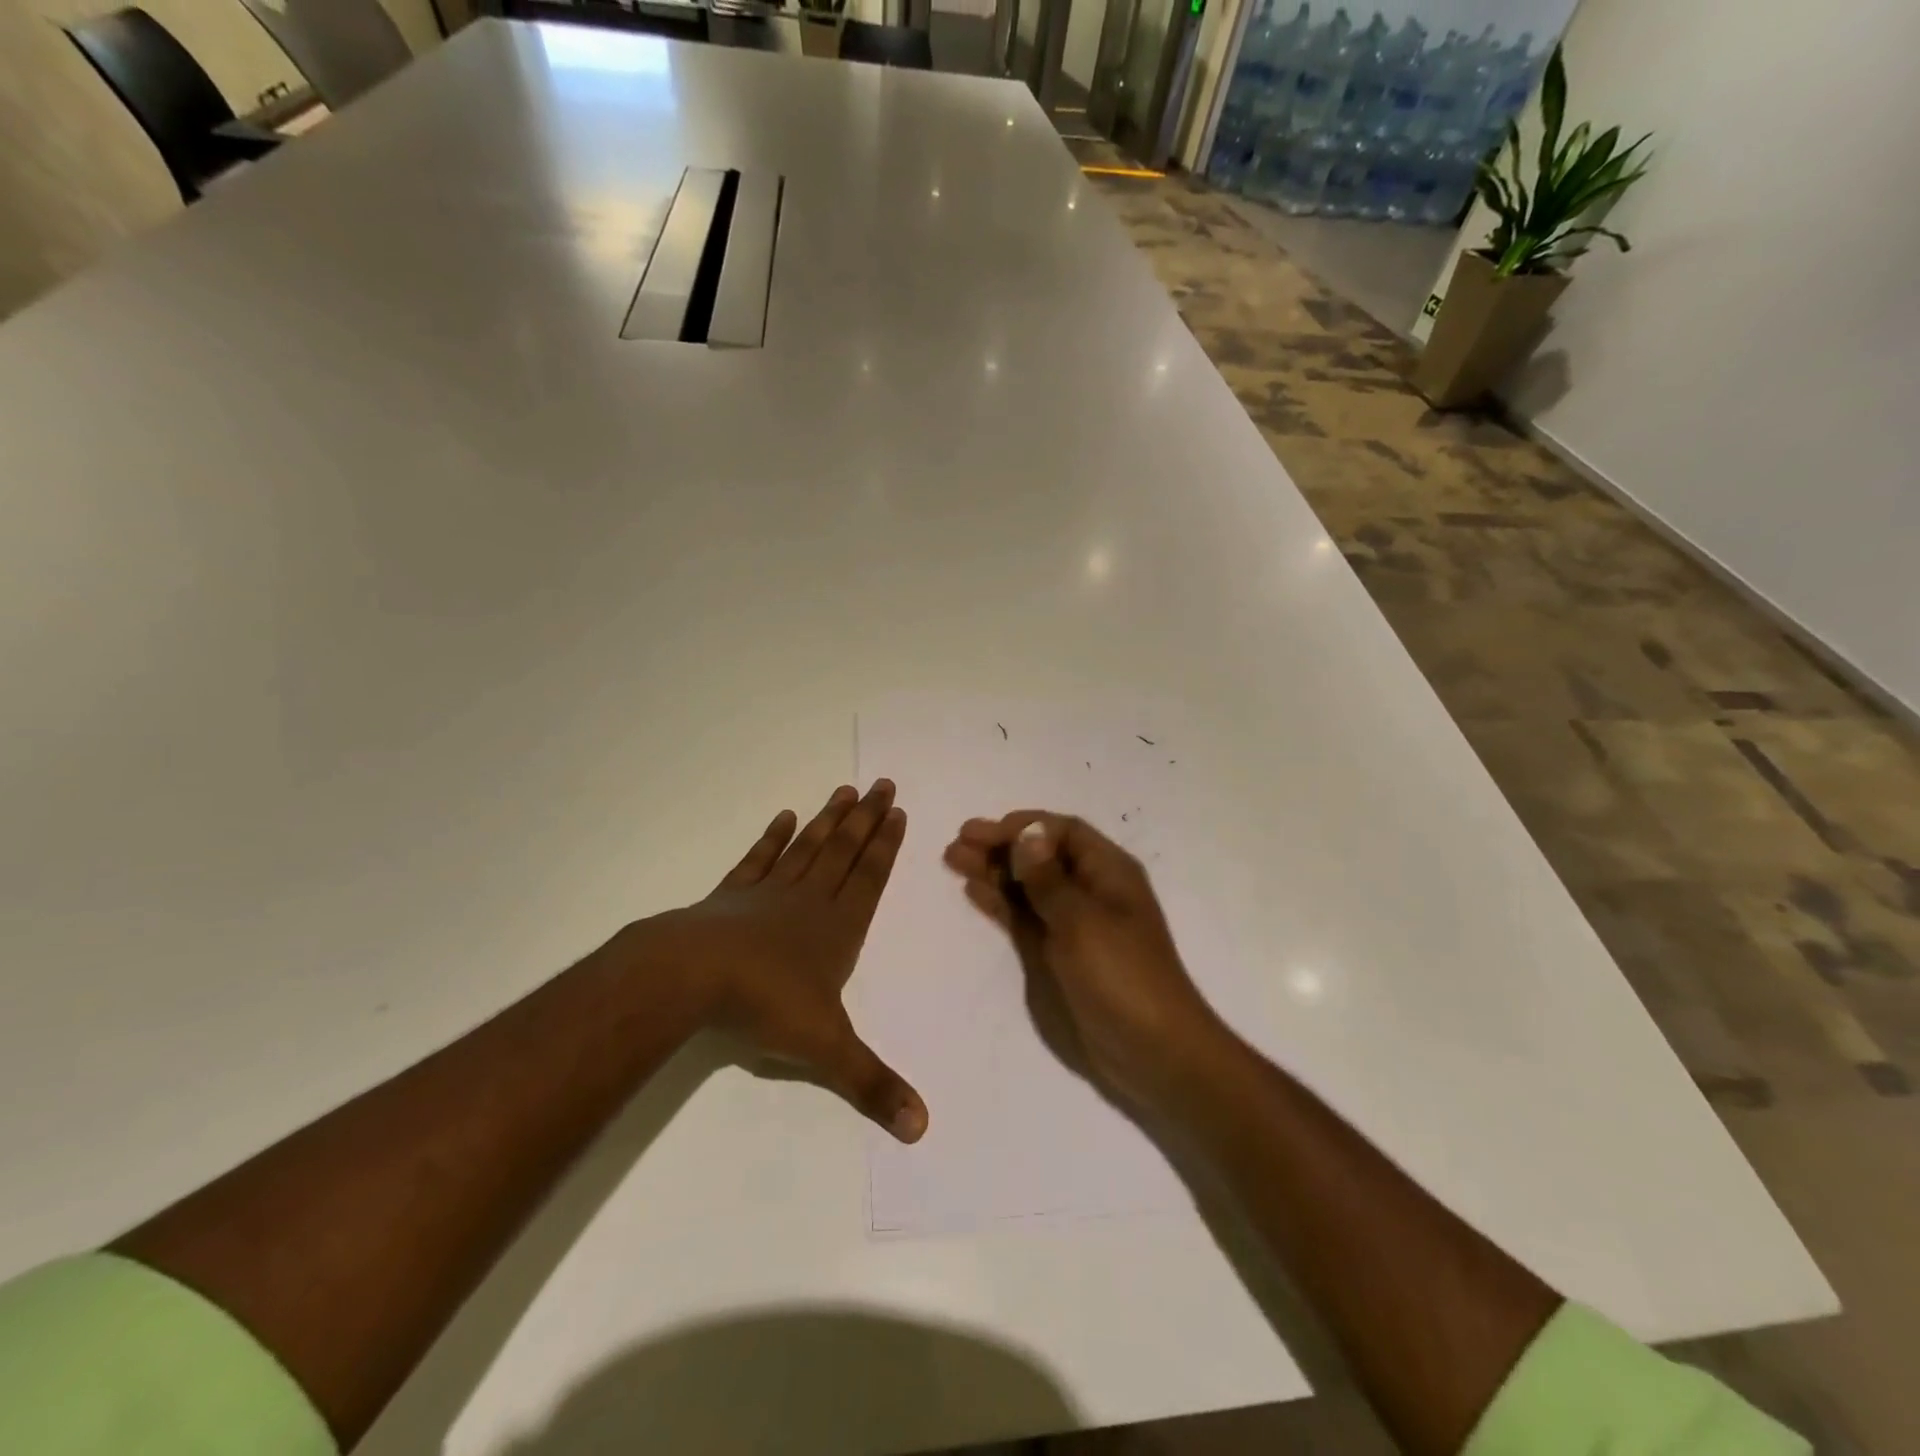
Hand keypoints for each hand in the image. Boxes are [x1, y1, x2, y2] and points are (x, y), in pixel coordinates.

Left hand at [627, 780, 927, 1142]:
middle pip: (845, 850)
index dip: (886, 845)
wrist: (692, 977)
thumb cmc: (765, 1005)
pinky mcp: (732, 895)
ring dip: (829, 819)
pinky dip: (773, 837)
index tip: (898, 811)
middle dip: (867, 818)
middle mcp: (809, 901)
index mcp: (837, 928)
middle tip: (883, 783)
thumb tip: (923, 1128)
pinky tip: (785, 817)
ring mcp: (769, 893)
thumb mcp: (826, 1051)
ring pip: (808, 847)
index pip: (871, 877)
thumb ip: (872, 1085)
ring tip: (845, 790)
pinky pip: (759, 859)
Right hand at [942, 811, 1223, 1109]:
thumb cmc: (1122, 975)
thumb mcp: (1083, 921)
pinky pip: (1024, 917)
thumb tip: (1027, 833)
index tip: (983, 832)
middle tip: (957, 843)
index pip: (1062, 832)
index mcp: (1108, 872)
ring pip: (1027, 885)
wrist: (1151, 1051)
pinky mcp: (1058, 953)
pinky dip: (1000, 902)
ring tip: (953, 860)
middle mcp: (1090, 890)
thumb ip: (1048, 879)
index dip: (1023, 827)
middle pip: (1041, 856)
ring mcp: (1073, 923)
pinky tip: (973, 891)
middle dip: (1000, 845)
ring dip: (994, 870)